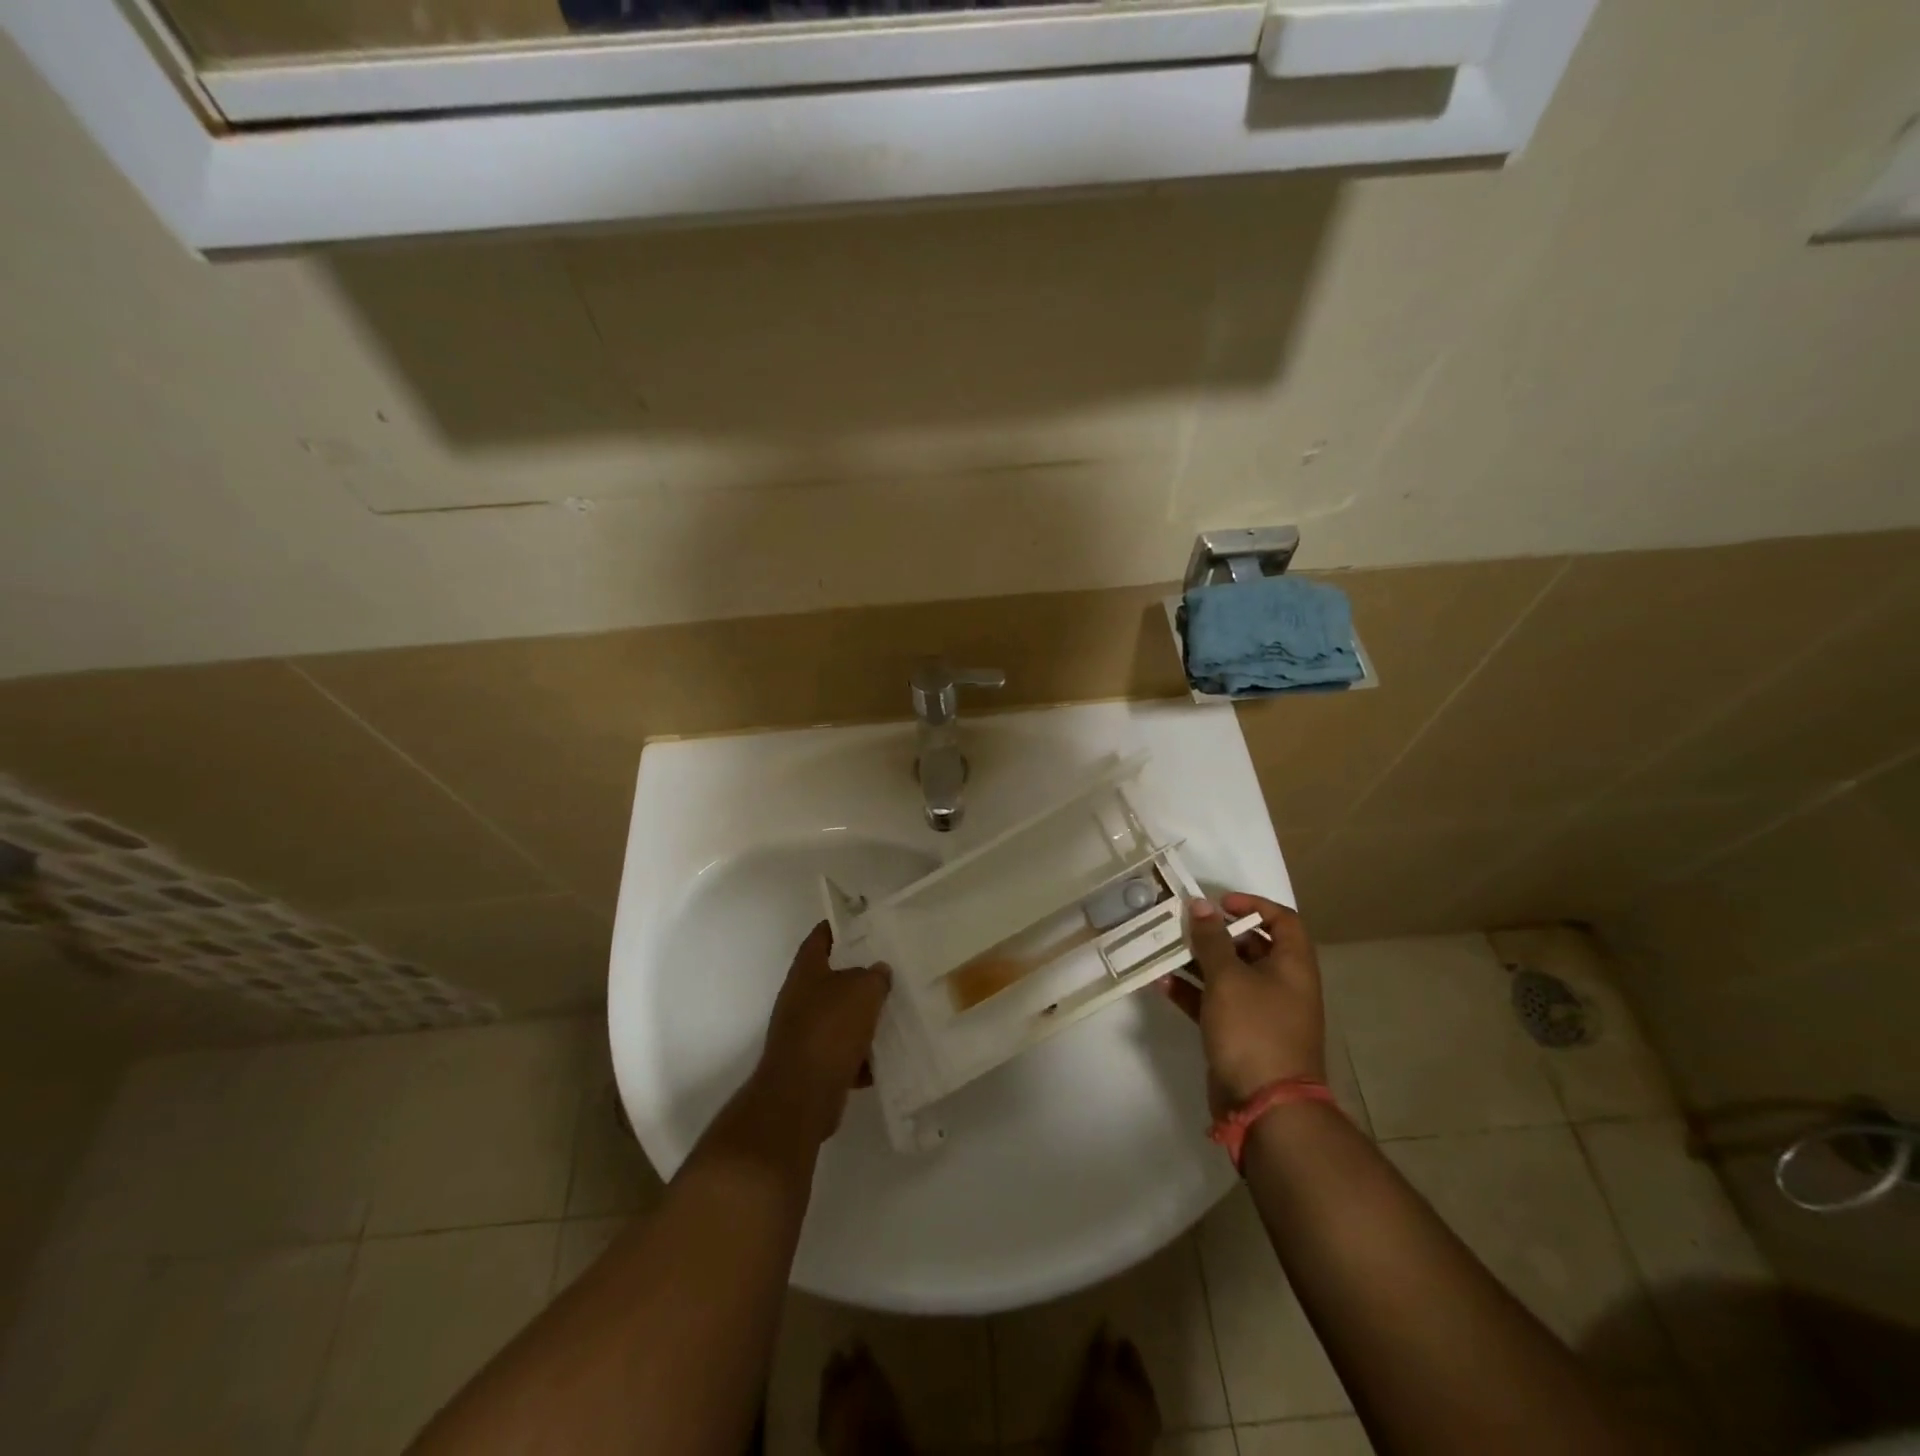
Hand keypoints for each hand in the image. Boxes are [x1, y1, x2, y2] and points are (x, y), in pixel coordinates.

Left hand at [750, 921, 891, 1146]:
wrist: (801, 1095)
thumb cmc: (830, 1028)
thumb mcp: (863, 990)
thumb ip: (875, 976)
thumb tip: (878, 971)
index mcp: (806, 971)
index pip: (819, 938)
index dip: (837, 928)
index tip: (860, 923)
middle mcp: (799, 999)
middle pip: (831, 980)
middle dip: (859, 977)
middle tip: (890, 971)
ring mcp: (804, 1034)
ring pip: (839, 1018)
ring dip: (863, 1019)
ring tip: (895, 1014)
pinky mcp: (813, 1066)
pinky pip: (843, 1054)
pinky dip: (861, 1056)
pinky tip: (886, 1058)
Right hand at [1160, 892, 1325, 1118]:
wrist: (1265, 1106)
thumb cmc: (1254, 1029)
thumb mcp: (1228, 977)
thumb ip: (1211, 939)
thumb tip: (1201, 905)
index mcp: (1292, 966)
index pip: (1283, 920)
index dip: (1253, 904)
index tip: (1219, 903)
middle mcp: (1281, 985)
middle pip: (1251, 946)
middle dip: (1215, 934)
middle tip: (1183, 924)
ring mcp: (1261, 1012)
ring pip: (1228, 975)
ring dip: (1197, 962)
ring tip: (1164, 949)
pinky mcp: (1239, 1035)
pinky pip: (1214, 1003)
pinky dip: (1192, 992)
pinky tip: (1162, 984)